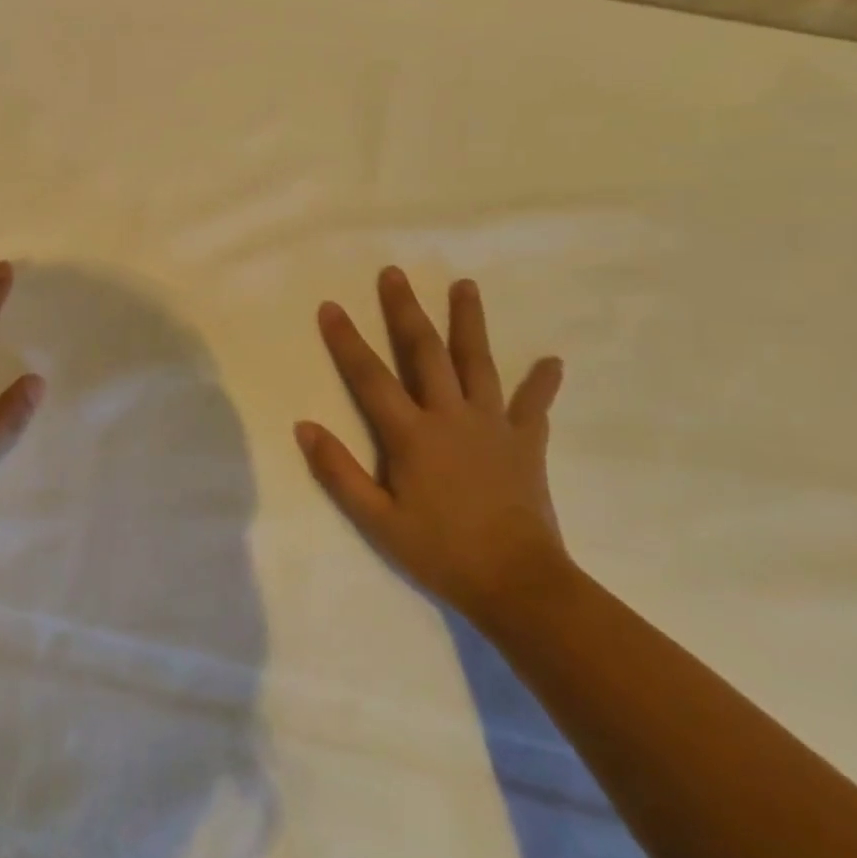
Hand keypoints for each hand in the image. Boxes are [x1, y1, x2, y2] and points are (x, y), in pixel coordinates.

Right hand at [297, 267, 569, 621]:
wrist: (518, 585)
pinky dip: (542, 383)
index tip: (331, 305)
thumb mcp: (377, 521)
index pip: (370, 377)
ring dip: (469, 322)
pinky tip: (553, 360)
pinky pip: (534, 406)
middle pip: (425, 352)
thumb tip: (304, 426)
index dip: (347, 340)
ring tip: (465, 285)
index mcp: (411, 434)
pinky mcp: (525, 443)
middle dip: (406, 310)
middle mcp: (450, 416)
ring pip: (478, 363)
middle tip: (394, 272)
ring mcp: (492, 426)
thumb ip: (339, 472)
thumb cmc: (440, 552)